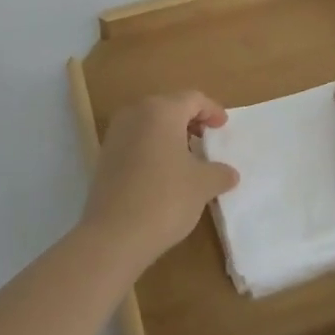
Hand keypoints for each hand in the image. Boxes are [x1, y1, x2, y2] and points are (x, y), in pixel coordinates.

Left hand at [82, 91, 239, 266]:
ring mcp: (116, 133)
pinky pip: (135, 140)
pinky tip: (163, 172)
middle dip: (190, 120)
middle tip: (207, 139)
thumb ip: (219, 173)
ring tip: (187, 157)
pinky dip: (152, 147)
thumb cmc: (165, 199)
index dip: (212, 110)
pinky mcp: (105, 155)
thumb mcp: (202, 185)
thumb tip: (230, 173)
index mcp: (161, 110)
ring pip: (150, 123)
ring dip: (170, 134)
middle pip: (169, 107)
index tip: (223, 127)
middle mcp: (135, 113)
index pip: (192, 99)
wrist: (113, 235)